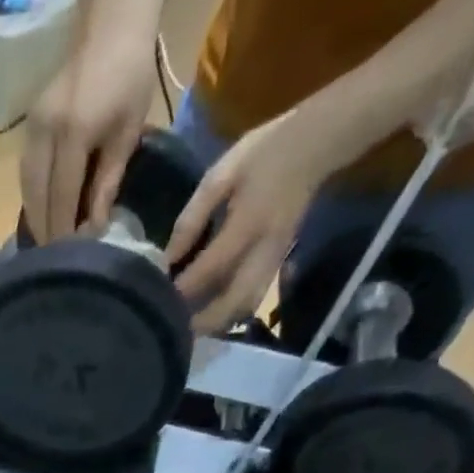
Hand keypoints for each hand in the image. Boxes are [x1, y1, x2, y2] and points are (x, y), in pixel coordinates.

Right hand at [20, 34, 160, 242]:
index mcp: (73, 134)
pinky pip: (25, 171)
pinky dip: (31, 196)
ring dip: (34, 216)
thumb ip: (107, 183)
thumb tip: (95, 227)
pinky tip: (41, 211)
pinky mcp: (29, 124)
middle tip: (53, 260)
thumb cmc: (131, 77)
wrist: (113, 24)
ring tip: (46, 241)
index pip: (62, 196)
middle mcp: (45, 133)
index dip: (63, 229)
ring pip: (26, 186)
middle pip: (37, 196)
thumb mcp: (127, 135)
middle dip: (45, 229)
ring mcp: (32, 127)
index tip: (68, 257)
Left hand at [168, 102, 356, 335]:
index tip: (156, 301)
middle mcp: (264, 250)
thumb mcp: (219, 176)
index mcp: (247, 224)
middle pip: (232, 302)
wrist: (317, 145)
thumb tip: (167, 257)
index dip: (183, 289)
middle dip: (201, 321)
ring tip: (188, 327)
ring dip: (217, 323)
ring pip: (245, 307)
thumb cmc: (263, 153)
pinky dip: (231, 312)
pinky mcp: (279, 262)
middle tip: (172, 327)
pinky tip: (209, 313)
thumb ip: (192, 218)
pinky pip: (254, 298)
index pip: (210, 269)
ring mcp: (275, 259)